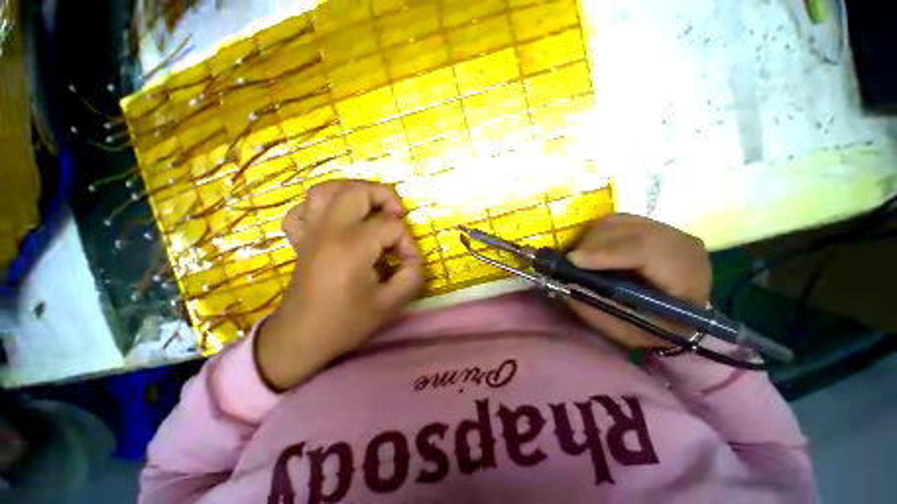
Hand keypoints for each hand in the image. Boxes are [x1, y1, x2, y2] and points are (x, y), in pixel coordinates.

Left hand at [256, 180, 422, 390]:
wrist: (300, 339)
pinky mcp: (300, 240)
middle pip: (357, 192)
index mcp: (353, 246)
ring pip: (326, 190)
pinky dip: (321, 207)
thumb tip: (412, 256)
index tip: (408, 262)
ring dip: (353, 191)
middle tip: (397, 214)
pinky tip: (336, 219)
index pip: (391, 227)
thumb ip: (412, 275)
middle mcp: (329, 230)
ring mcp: (311, 232)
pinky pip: (304, 210)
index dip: (407, 242)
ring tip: (370, 206)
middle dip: (385, 197)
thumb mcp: (390, 304)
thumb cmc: (346, 323)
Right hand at [564, 213, 711, 348]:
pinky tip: (591, 250)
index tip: (572, 261)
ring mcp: (664, 229)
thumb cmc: (658, 328)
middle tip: (569, 263)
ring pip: (616, 222)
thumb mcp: (630, 331)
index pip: (644, 249)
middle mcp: (679, 242)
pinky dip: (595, 234)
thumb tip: (566, 284)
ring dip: (590, 239)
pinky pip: (615, 221)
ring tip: (579, 259)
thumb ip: (598, 310)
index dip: (604, 252)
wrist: (683, 315)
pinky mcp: (650, 225)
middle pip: (625, 229)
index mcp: (687, 274)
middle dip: (590, 245)